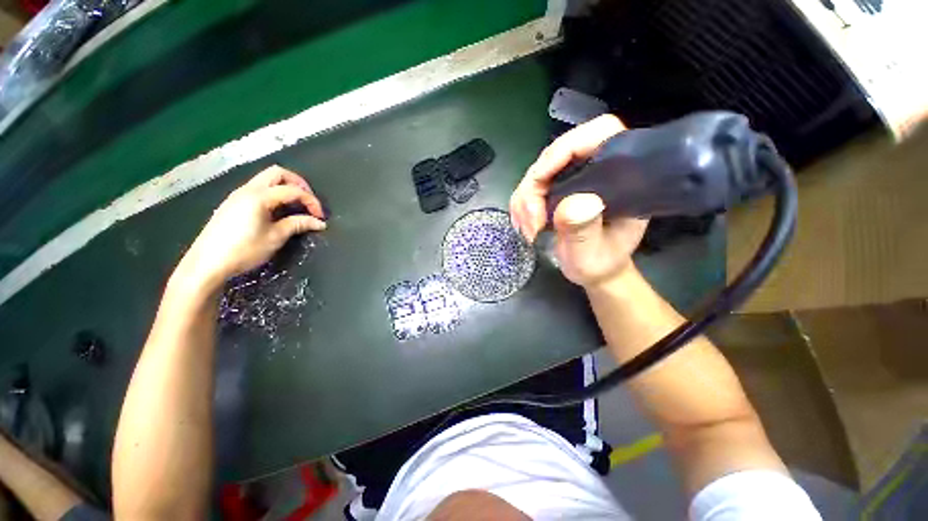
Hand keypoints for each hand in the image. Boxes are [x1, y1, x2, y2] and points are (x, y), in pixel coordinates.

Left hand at [177, 166, 326, 289]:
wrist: (207, 263)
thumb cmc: (243, 250)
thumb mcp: (275, 238)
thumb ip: (298, 224)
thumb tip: (319, 222)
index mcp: (259, 197)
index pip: (293, 190)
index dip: (311, 201)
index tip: (320, 217)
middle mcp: (248, 189)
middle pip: (278, 173)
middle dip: (298, 184)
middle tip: (309, 201)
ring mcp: (238, 195)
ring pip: (267, 179)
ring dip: (285, 188)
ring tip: (296, 207)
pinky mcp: (233, 203)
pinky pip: (258, 189)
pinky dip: (274, 193)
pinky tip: (278, 211)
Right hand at [509, 115, 647, 288]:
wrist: (594, 269)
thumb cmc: (600, 263)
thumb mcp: (592, 254)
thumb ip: (584, 231)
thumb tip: (573, 203)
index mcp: (620, 174)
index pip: (597, 134)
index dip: (564, 148)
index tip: (540, 180)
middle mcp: (594, 168)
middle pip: (554, 155)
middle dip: (534, 189)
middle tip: (532, 223)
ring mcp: (572, 177)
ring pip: (536, 173)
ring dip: (524, 201)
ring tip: (529, 231)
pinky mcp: (556, 188)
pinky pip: (529, 187)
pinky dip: (521, 206)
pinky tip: (524, 225)